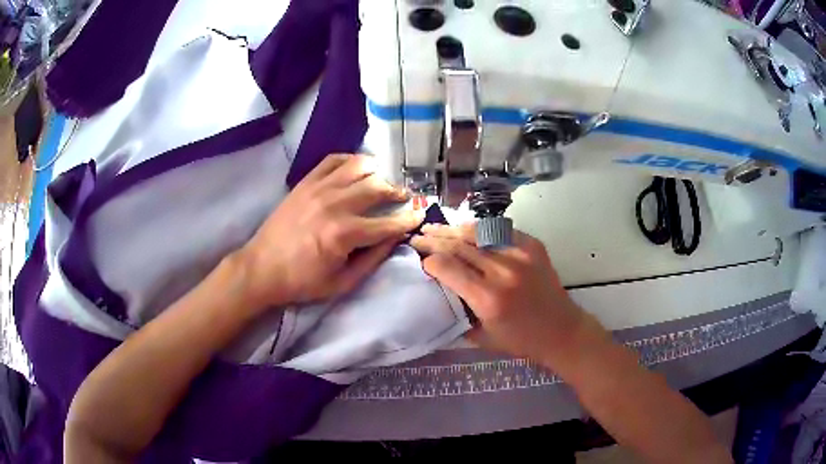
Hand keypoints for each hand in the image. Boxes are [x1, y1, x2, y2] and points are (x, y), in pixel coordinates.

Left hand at [237, 154, 423, 309]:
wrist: (261, 268)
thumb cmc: (302, 281)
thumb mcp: (342, 283)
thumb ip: (372, 259)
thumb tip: (395, 238)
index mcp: (344, 234)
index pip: (388, 224)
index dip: (409, 220)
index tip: (421, 215)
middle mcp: (334, 204)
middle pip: (378, 187)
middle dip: (398, 192)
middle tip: (405, 198)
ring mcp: (318, 188)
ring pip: (359, 167)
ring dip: (378, 172)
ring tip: (383, 181)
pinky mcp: (305, 182)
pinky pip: (333, 160)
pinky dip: (350, 160)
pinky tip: (357, 169)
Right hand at [410, 224, 590, 363]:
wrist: (562, 331)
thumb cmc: (520, 341)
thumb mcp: (481, 337)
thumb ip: (457, 312)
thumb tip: (437, 290)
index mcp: (488, 298)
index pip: (448, 268)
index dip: (430, 260)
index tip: (419, 259)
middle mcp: (503, 272)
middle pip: (459, 246)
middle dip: (435, 240)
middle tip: (418, 236)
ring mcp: (520, 254)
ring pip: (478, 233)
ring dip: (454, 230)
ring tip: (436, 227)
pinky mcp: (533, 246)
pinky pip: (499, 231)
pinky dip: (480, 230)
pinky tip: (467, 230)